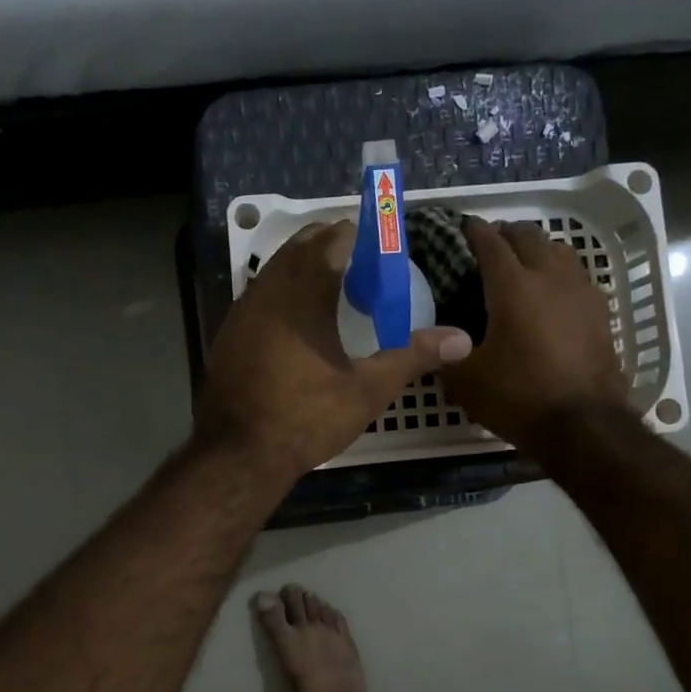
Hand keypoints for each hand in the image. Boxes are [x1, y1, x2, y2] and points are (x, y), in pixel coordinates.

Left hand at [196, 221, 472, 477]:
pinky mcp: (228, 332)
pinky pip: (260, 294)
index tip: (383, 253)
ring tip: (336, 291)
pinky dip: (283, 292)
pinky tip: (300, 323)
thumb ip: (413, 356)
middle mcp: (269, 289)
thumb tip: (462, 338)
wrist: (238, 454)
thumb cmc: (306, 417)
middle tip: (365, 270)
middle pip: (302, 245)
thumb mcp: (368, 390)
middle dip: (334, 246)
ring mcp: (242, 309)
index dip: (362, 237)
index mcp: (304, 291)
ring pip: (277, 268)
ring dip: (305, 267)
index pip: (334, 238)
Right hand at [439, 218, 629, 448]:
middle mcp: (549, 277)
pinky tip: (551, 292)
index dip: (474, 231)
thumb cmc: (518, 397)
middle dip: (506, 233)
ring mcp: (580, 291)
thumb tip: (435, 340)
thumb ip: (445, 353)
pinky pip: (576, 275)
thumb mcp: (466, 380)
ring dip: (537, 248)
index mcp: (512, 287)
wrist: (584, 424)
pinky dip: (558, 271)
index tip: (464, 226)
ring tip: (522, 261)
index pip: (490, 243)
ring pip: (558, 250)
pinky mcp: (600, 311)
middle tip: (490, 243)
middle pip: (528, 237)